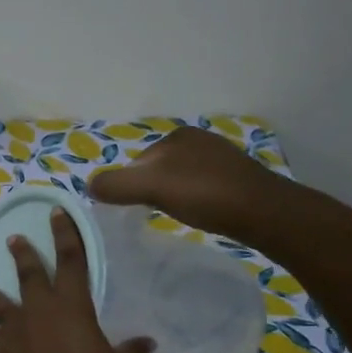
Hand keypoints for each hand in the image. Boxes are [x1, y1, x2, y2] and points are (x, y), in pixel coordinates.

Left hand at [0, 209, 152, 352]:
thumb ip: (131, 352)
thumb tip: (144, 342)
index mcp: (73, 310)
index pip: (71, 261)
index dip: (66, 235)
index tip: (57, 213)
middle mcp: (40, 316)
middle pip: (30, 276)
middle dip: (24, 255)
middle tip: (14, 239)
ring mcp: (17, 339)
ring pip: (4, 307)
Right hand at [88, 126, 285, 239]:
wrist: (262, 212)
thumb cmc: (204, 194)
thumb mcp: (151, 187)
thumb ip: (116, 185)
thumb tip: (89, 185)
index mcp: (177, 136)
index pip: (138, 162)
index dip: (130, 186)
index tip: (133, 209)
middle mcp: (199, 140)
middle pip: (157, 170)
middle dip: (151, 190)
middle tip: (153, 215)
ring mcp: (220, 158)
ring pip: (179, 179)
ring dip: (172, 196)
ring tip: (176, 216)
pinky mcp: (236, 178)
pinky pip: (201, 188)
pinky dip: (193, 200)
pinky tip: (199, 214)